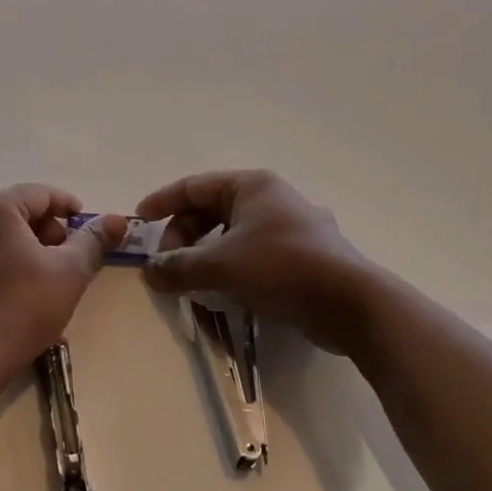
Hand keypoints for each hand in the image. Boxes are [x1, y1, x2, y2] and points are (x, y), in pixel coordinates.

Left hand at [0, 185, 125, 367]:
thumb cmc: (24, 308)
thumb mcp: (70, 272)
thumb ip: (93, 239)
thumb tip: (117, 219)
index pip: (41, 194)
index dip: (67, 207)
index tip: (84, 227)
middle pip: (11, 208)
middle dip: (39, 226)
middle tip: (59, 255)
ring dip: (6, 237)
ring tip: (24, 265)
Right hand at [137, 170, 374, 351]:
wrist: (351, 304)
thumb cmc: (281, 268)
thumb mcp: (220, 266)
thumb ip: (178, 267)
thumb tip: (148, 273)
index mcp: (251, 186)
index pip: (194, 186)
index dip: (163, 202)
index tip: (140, 220)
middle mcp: (272, 198)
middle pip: (211, 210)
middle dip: (183, 237)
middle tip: (167, 265)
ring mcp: (291, 227)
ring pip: (232, 235)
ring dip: (205, 256)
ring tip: (191, 281)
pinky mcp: (302, 255)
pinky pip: (252, 254)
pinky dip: (230, 268)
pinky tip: (224, 292)